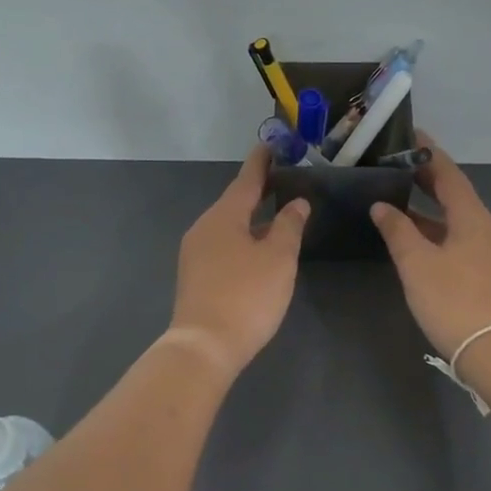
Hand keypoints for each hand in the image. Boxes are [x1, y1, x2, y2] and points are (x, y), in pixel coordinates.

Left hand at [168, 146, 309, 377]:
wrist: (204, 346)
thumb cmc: (246, 296)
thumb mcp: (278, 259)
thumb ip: (289, 226)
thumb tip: (296, 203)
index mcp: (224, 216)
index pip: (247, 179)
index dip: (262, 161)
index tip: (271, 144)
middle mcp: (204, 227)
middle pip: (234, 201)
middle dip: (258, 191)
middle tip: (282, 179)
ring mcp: (195, 252)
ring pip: (228, 225)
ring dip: (250, 217)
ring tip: (275, 214)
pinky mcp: (195, 275)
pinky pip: (222, 244)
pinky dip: (242, 238)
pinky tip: (256, 249)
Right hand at [371, 134, 490, 359]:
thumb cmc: (454, 301)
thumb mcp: (417, 264)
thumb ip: (398, 230)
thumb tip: (381, 206)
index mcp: (474, 218)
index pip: (449, 174)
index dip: (428, 154)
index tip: (410, 134)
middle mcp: (488, 228)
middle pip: (456, 195)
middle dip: (428, 180)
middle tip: (397, 165)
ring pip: (457, 220)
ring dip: (430, 209)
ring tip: (398, 199)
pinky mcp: (490, 274)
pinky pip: (460, 239)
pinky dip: (437, 231)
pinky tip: (416, 240)